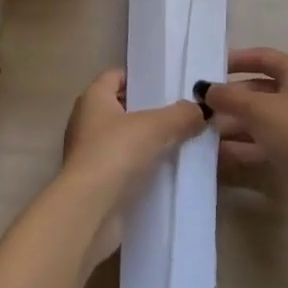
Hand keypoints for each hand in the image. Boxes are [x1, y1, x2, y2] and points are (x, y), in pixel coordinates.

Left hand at [61, 69, 205, 265]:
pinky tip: (167, 171)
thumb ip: (181, 114)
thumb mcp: (156, 127)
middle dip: (149, 111)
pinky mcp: (95, 184)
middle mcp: (85, 122)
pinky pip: (123, 167)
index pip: (116, 76)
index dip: (140, 77)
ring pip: (124, 140)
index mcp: (93, 98)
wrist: (89, 212)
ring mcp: (88, 155)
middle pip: (121, 108)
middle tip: (181, 113)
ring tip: (180, 142)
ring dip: (147, 142)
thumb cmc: (115, 153)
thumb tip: (202, 110)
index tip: (167, 84)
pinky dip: (141, 168)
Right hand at [201, 48, 287, 236]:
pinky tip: (217, 155)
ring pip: (259, 120)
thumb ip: (230, 97)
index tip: (209, 68)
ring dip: (233, 125)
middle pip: (258, 90)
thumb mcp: (259, 108)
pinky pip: (263, 144)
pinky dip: (242, 147)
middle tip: (199, 107)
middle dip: (230, 98)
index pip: (263, 57)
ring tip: (201, 132)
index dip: (237, 60)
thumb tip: (205, 89)